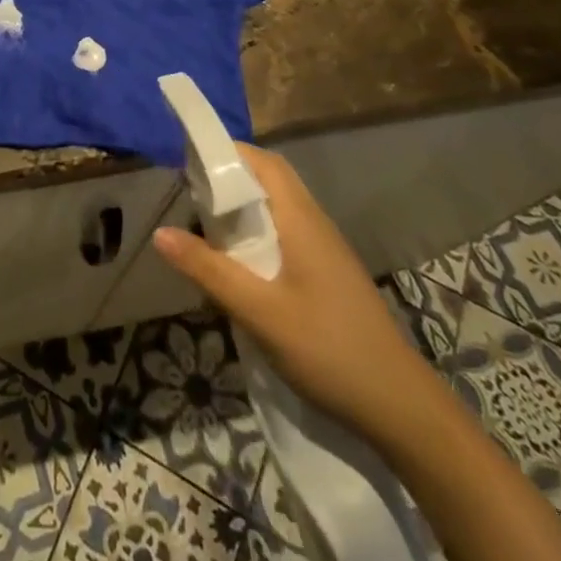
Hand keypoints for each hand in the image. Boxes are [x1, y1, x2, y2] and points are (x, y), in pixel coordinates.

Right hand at [152, 144, 443, 453]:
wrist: (400, 408)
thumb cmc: (328, 350)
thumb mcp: (259, 312)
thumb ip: (208, 270)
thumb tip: (160, 233)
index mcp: (301, 220)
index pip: (263, 163)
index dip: (227, 152)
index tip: (188, 160)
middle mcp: (315, 224)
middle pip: (270, 180)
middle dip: (230, 179)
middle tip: (190, 196)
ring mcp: (326, 250)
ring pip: (278, 208)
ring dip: (243, 209)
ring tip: (206, 229)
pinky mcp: (328, 274)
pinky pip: (286, 234)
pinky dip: (257, 234)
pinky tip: (240, 267)